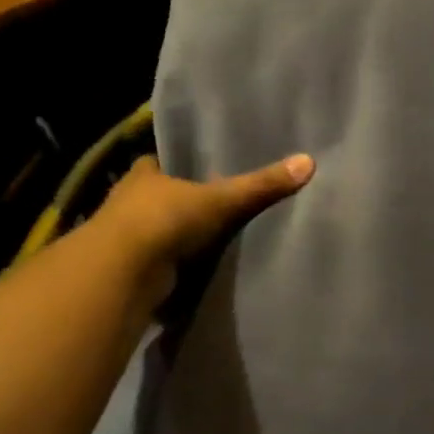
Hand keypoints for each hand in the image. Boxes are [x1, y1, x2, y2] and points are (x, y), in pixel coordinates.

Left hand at [95, 153, 314, 309]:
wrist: (125, 272)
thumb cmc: (165, 220)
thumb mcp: (221, 199)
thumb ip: (261, 185)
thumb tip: (309, 161)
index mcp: (143, 176)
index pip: (157, 163)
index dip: (174, 166)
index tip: (197, 170)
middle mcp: (128, 202)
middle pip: (156, 197)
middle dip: (176, 202)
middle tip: (210, 205)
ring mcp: (125, 238)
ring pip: (153, 230)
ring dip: (172, 236)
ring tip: (208, 238)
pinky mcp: (130, 269)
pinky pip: (157, 263)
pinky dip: (171, 266)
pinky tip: (193, 269)